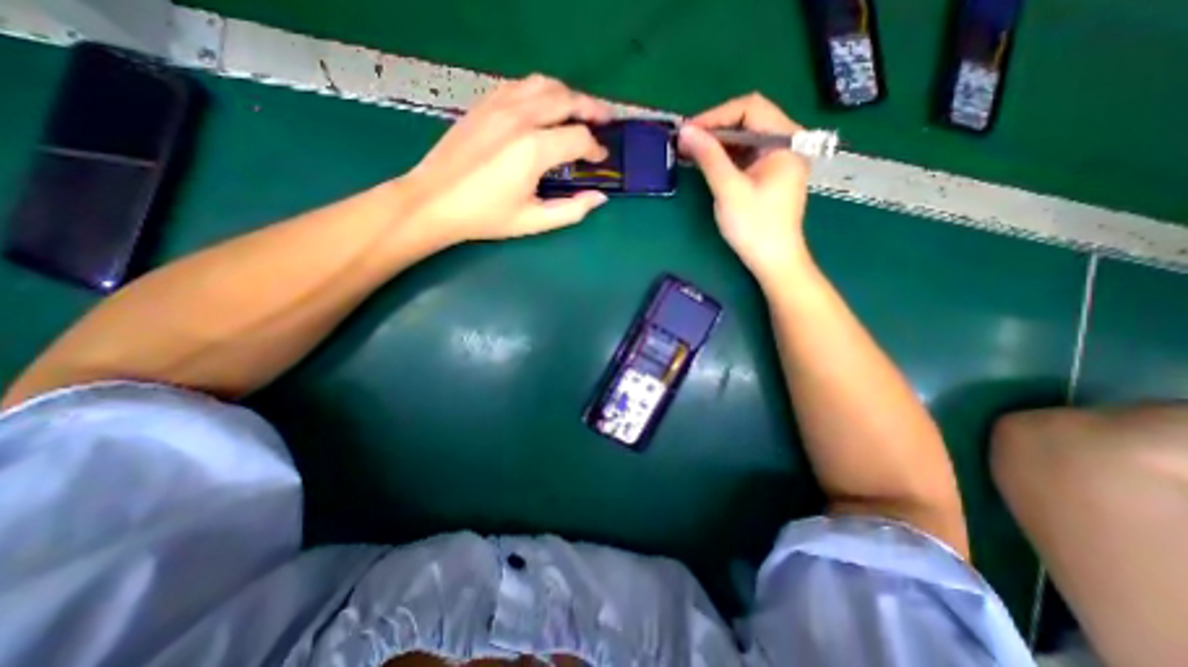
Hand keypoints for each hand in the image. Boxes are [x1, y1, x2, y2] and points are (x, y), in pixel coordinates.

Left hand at [407, 72, 617, 249]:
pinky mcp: (485, 103)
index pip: (579, 138)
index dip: (595, 149)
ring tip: (578, 110)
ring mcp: (500, 105)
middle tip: (605, 120)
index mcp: (534, 149)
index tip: (599, 160)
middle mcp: (520, 118)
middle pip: (567, 99)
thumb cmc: (486, 216)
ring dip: (568, 95)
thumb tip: (598, 198)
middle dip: (592, 109)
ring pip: (544, 84)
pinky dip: (541, 91)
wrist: (435, 200)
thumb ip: (571, 210)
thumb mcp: (533, 221)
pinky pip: (520, 85)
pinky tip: (544, 106)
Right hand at [683, 90, 811, 283]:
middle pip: (749, 120)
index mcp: (786, 141)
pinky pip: (746, 156)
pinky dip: (725, 157)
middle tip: (686, 143)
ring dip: (718, 143)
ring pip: (745, 138)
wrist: (773, 261)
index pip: (750, 108)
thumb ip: (709, 157)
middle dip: (715, 129)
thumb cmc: (755, 226)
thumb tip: (685, 131)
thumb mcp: (729, 190)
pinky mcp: (770, 174)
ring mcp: (779, 159)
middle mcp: (787, 143)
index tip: (688, 131)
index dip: (715, 115)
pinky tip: (707, 165)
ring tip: (691, 153)